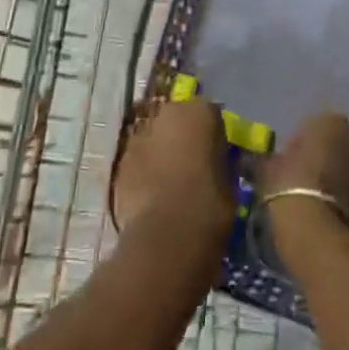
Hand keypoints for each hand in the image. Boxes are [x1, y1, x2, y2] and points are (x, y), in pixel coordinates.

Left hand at [112, 99, 234, 240]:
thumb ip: (218, 161)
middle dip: (181, 136)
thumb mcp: (229, 182)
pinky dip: (143, 170)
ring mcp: (138, 136)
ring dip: (160, 152)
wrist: (165, 237)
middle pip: (175, 119)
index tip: (216, 153)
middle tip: (192, 163)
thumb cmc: (209, 206)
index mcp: (198, 112)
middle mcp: (165, 114)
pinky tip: (151, 194)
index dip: (212, 134)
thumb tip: (214, 162)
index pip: (209, 113)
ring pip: (153, 138)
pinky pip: (137, 160)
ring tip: (170, 181)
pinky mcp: (119, 162)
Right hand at [262, 112, 348, 242]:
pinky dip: (344, 200)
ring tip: (313, 202)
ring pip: (348, 169)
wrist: (324, 238)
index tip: (285, 167)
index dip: (296, 147)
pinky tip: (327, 216)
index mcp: (329, 122)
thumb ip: (268, 160)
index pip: (310, 128)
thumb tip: (261, 161)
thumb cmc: (291, 190)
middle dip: (322, 160)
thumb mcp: (267, 170)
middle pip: (335, 146)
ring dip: (335, 180)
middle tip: (300, 183)